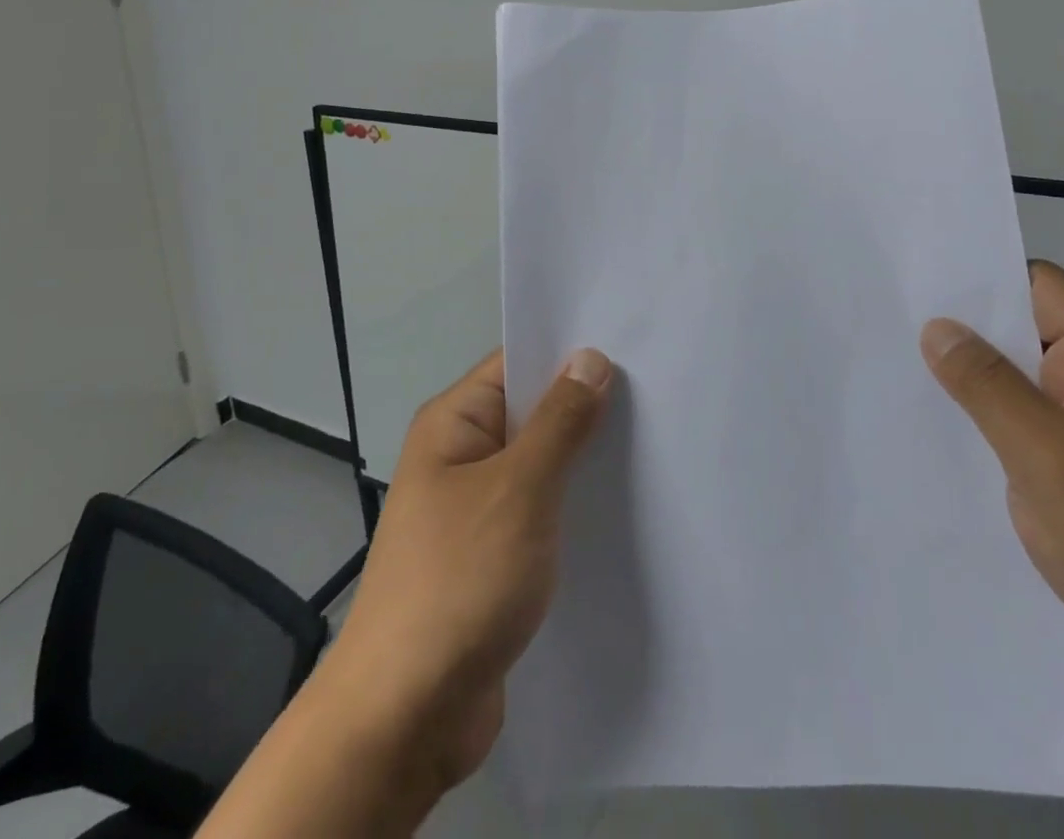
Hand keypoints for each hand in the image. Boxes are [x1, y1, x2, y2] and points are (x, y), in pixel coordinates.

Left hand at [318, 347, 616, 795]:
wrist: (405, 717)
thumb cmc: (459, 580)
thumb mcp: (518, 489)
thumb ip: (560, 422)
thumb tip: (591, 357)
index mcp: (453, 423)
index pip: (516, 364)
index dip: (570, 353)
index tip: (631, 346)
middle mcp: (461, 456)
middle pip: (532, 412)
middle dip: (587, 407)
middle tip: (658, 396)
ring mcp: (476, 509)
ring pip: (541, 465)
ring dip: (585, 460)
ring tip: (655, 444)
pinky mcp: (493, 556)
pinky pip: (541, 511)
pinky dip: (574, 505)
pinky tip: (624, 507)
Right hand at [919, 261, 1063, 741]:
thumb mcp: (1051, 459)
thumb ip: (988, 386)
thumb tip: (936, 327)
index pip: (1040, 287)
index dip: (981, 279)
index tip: (916, 284)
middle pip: (1024, 331)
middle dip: (962, 330)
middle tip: (888, 324)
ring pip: (1017, 381)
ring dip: (967, 379)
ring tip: (895, 370)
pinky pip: (1020, 424)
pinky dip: (981, 420)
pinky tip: (933, 428)